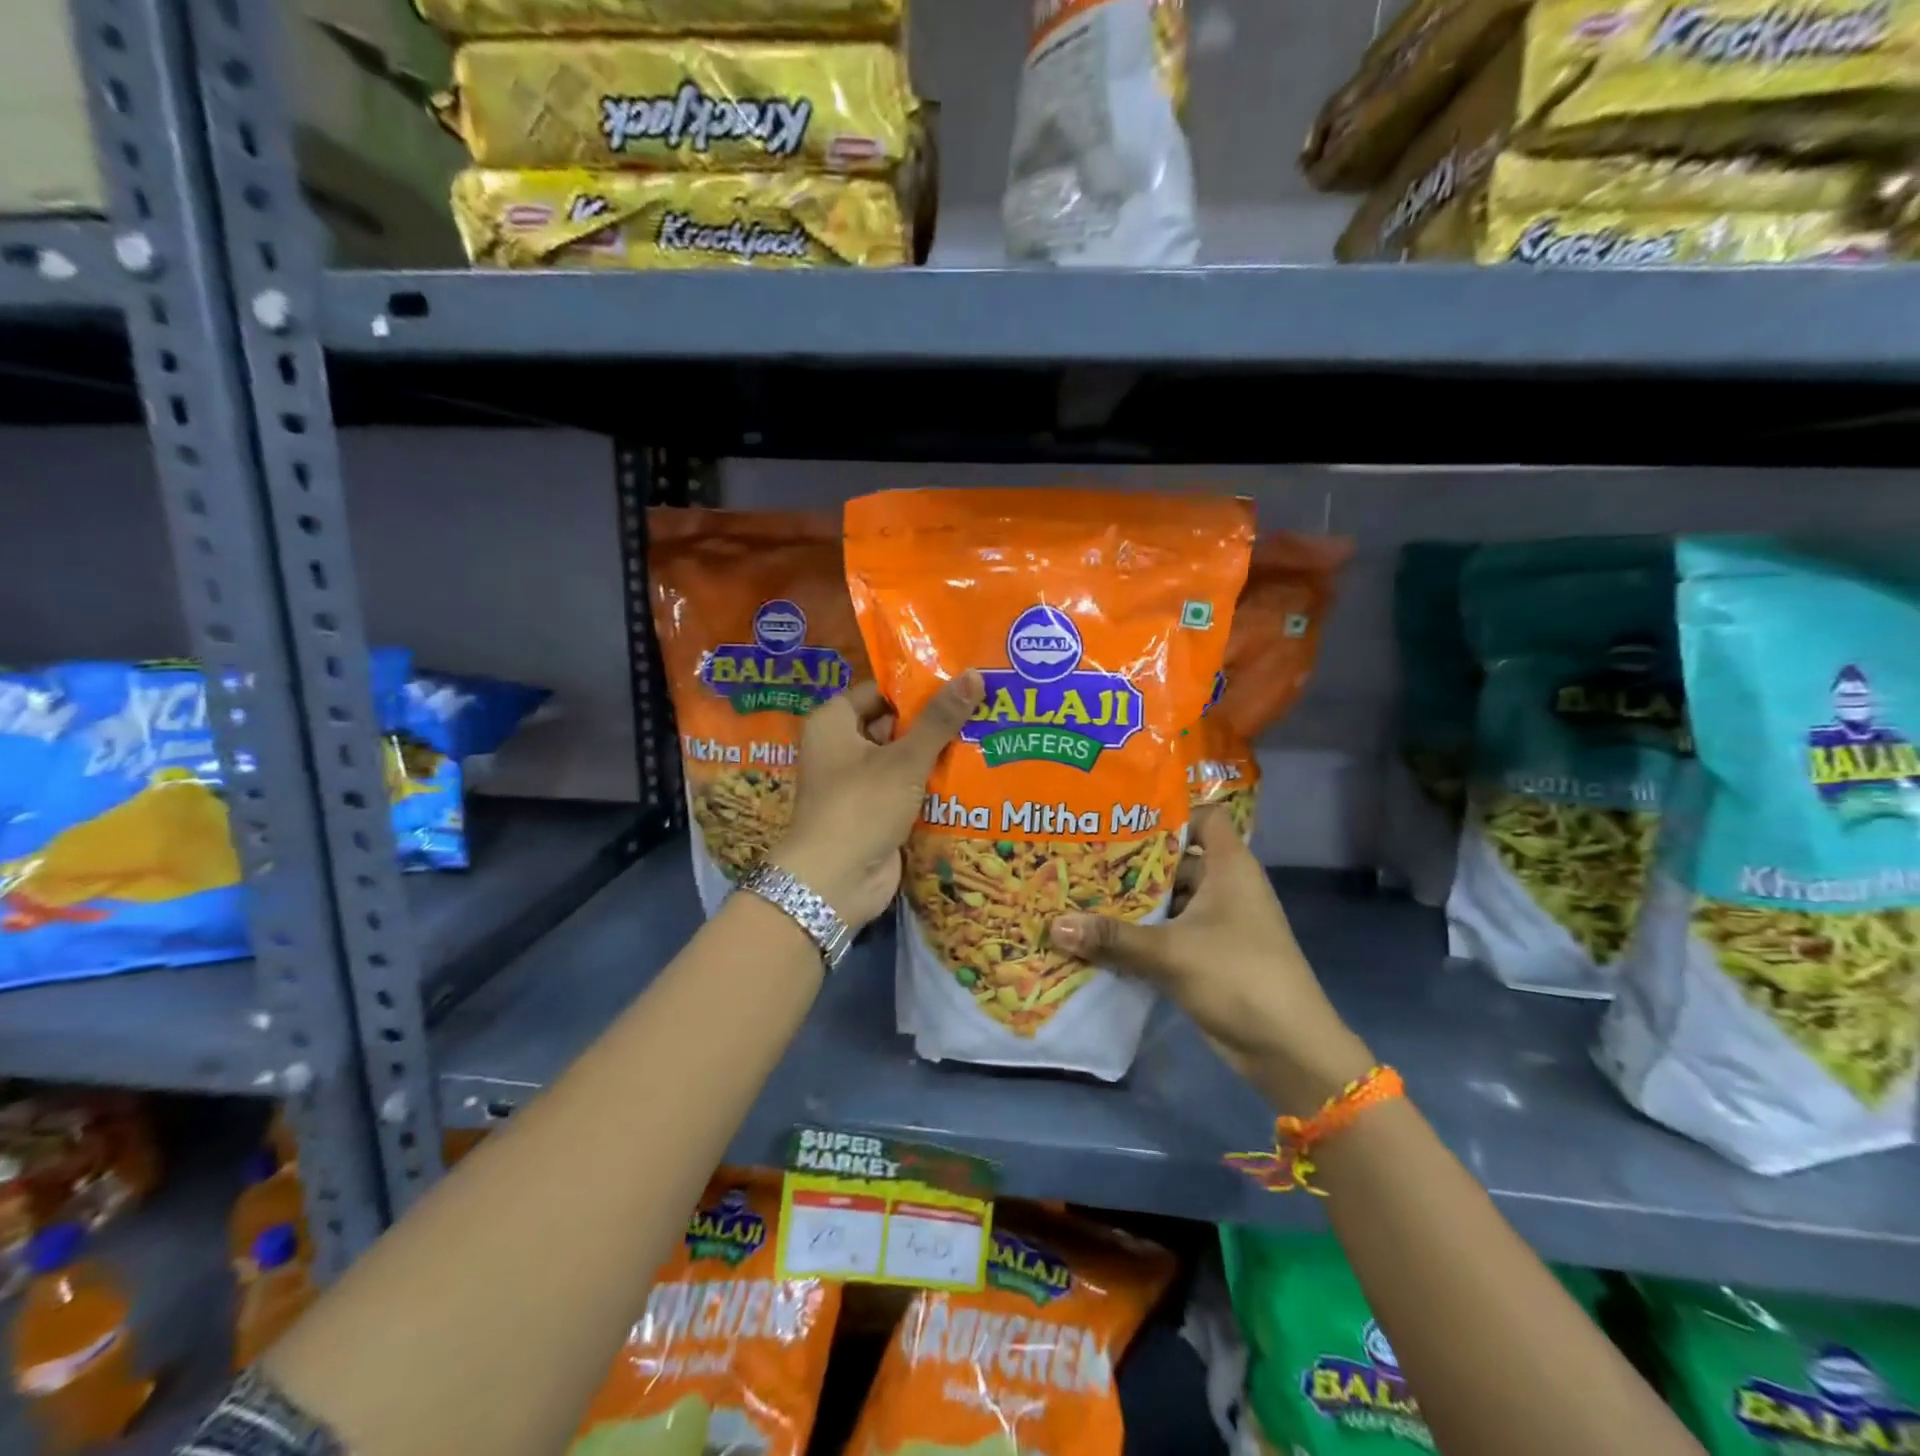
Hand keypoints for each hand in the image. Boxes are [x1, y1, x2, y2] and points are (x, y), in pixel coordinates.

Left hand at [770, 672, 983, 928]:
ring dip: (939, 754)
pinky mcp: (876, 811)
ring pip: (904, 758)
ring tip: (989, 734)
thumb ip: (940, 719)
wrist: (834, 883)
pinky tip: (975, 774)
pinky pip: (908, 788)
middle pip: (895, 724)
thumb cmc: (860, 807)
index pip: (881, 691)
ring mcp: (859, 782)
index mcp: (835, 722)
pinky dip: (933, 784)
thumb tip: (975, 674)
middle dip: (935, 721)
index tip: (961, 679)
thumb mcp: (904, 759)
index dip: (918, 686)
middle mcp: (842, 747)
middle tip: (984, 706)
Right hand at [1046, 806, 1374, 1112]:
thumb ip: (1112, 936)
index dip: (1168, 811)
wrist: (1288, 1049)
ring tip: (1080, 890)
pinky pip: (1167, 933)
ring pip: (1169, 900)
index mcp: (1229, 866)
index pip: (1203, 816)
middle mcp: (1224, 887)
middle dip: (1132, 859)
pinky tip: (1098, 934)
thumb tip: (1053, 925)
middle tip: (1083, 852)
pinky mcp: (1207, 956)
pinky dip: (1140, 933)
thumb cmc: (1238, 976)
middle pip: (1176, 859)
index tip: (1120, 814)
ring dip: (1132, 901)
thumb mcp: (1170, 952)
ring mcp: (1217, 924)